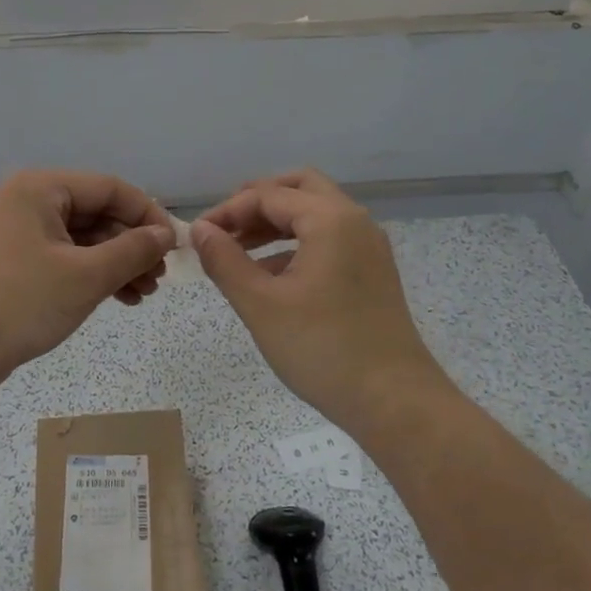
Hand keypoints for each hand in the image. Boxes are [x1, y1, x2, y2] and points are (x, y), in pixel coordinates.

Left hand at [0, 170, 174, 397]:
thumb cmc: (20, 302)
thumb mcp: (86, 276)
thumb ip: (133, 251)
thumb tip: (166, 234)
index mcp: (42, 189)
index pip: (111, 189)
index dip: (148, 215)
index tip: (174, 247)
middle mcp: (32, 203)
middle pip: (99, 213)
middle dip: (133, 245)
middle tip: (158, 278)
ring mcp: (24, 234)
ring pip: (86, 240)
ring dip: (118, 264)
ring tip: (144, 294)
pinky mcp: (20, 265)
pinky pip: (69, 260)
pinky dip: (96, 276)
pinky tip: (121, 299)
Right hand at [191, 169, 455, 439]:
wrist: (394, 402)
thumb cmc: (322, 349)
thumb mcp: (261, 304)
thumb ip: (225, 261)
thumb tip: (199, 230)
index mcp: (330, 219)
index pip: (268, 195)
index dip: (227, 211)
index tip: (197, 237)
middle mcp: (354, 221)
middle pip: (299, 188)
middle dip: (256, 203)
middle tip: (223, 229)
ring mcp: (368, 247)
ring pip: (315, 214)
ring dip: (275, 223)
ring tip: (237, 252)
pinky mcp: (372, 272)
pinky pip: (329, 239)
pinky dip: (296, 244)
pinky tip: (270, 277)